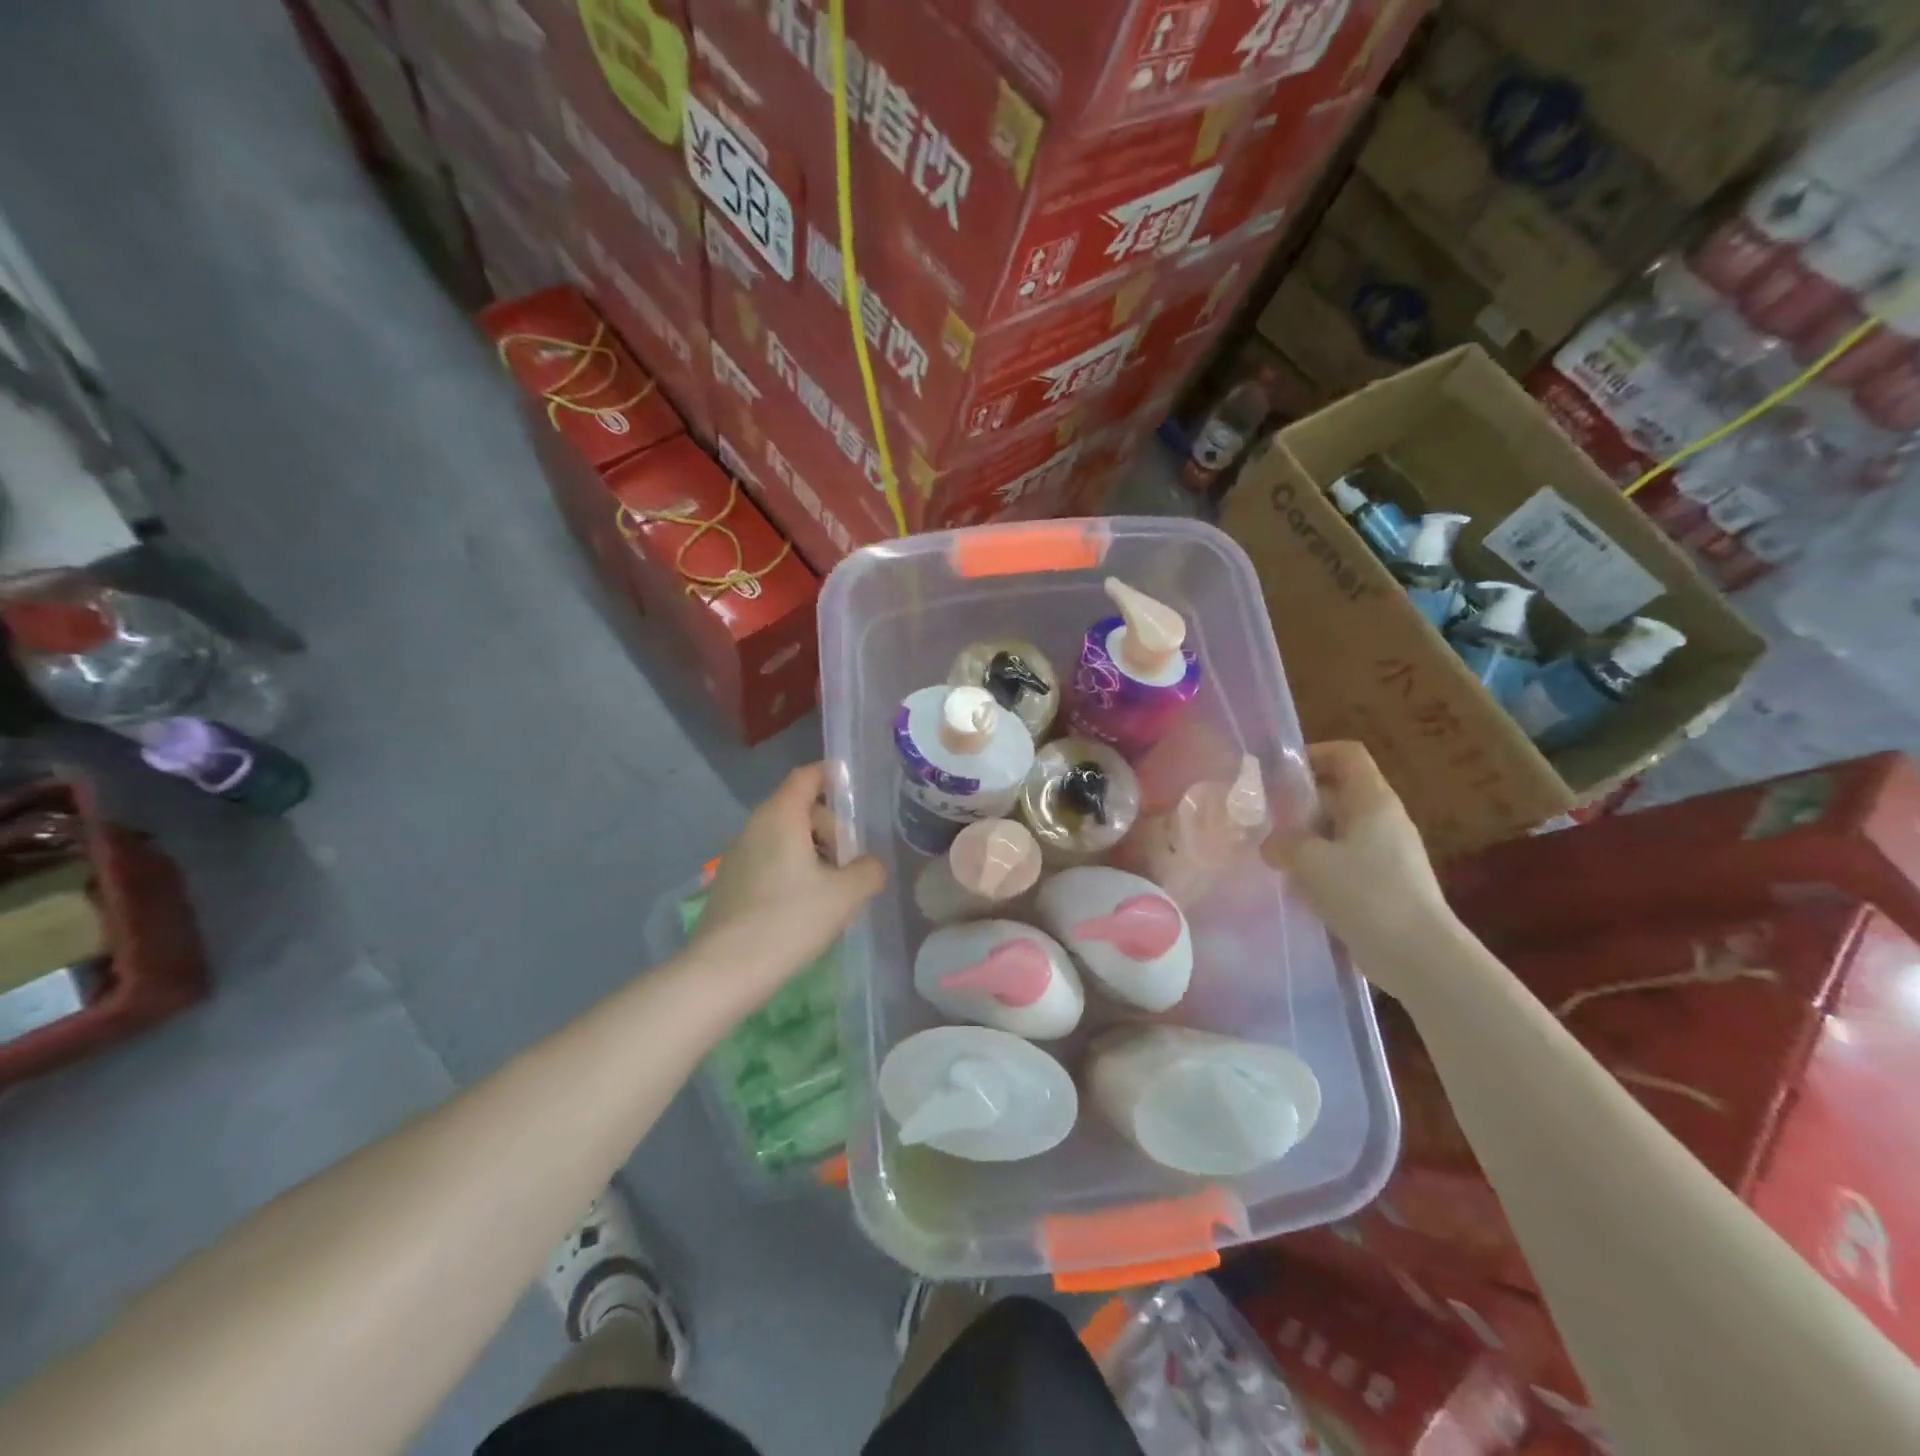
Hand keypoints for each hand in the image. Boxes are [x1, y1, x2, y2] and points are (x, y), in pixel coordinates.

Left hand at [693, 763, 885, 992]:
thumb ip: (868, 870)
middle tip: (850, 865)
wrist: (724, 971)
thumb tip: (869, 864)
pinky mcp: (730, 883)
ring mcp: (737, 855)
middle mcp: (755, 826)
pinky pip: (770, 862)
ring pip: (785, 839)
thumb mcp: (846, 895)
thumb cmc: (789, 921)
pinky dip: (792, 872)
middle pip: (800, 810)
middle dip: (831, 829)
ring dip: (813, 855)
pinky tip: (803, 910)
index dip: (831, 776)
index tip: (853, 788)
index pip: (807, 776)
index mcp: (781, 816)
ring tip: (831, 893)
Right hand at [1263, 741, 1455, 997]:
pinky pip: (1346, 860)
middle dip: (1300, 801)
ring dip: (1306, 837)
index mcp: (1372, 801)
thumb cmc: (1365, 893)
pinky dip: (1320, 866)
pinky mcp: (1386, 884)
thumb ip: (1282, 842)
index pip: (1346, 754)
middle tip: (1265, 818)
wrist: (1419, 956)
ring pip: (1339, 829)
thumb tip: (1271, 843)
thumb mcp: (1310, 860)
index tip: (1278, 774)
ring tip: (1275, 855)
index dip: (1313, 753)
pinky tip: (1298, 888)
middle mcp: (1384, 819)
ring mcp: (1388, 853)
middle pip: (1338, 792)